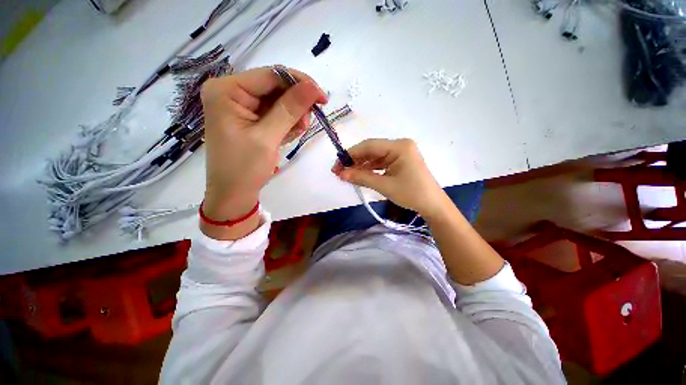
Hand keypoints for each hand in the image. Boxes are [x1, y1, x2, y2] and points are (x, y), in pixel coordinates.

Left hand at [201, 67, 326, 221]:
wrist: (233, 193)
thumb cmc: (244, 168)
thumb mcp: (267, 138)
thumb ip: (289, 110)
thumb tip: (313, 87)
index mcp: (227, 90)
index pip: (271, 75)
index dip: (300, 84)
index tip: (323, 99)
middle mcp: (232, 91)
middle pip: (275, 87)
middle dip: (295, 105)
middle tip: (305, 124)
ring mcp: (241, 105)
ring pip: (279, 101)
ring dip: (292, 116)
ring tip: (293, 134)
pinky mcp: (250, 117)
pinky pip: (275, 113)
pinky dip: (286, 124)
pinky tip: (286, 136)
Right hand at [332, 138, 448, 217]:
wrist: (432, 205)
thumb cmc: (411, 195)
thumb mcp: (384, 186)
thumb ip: (361, 178)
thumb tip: (341, 174)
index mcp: (399, 146)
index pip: (369, 146)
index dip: (350, 154)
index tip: (337, 165)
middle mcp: (399, 145)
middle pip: (371, 150)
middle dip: (354, 160)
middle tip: (339, 172)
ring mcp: (400, 153)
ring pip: (374, 156)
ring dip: (361, 165)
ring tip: (346, 175)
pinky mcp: (400, 161)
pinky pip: (381, 162)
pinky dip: (370, 169)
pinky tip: (359, 174)